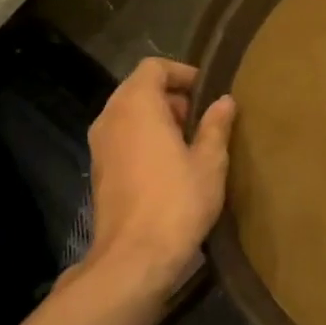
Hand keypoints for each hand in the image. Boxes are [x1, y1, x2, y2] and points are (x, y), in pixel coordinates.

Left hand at [80, 58, 235, 295]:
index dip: (183, 73)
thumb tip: (225, 101)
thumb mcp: (210, 161)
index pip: (154, 67)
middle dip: (174, 97)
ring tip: (194, 143)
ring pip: (131, 114)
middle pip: (140, 88)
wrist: (134, 257)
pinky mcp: (100, 169)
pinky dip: (147, 139)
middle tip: (207, 120)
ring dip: (161, 119)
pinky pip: (124, 137)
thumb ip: (216, 125)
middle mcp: (110, 118)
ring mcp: (100, 145)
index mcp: (136, 106)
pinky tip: (173, 165)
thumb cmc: (177, 201)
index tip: (210, 92)